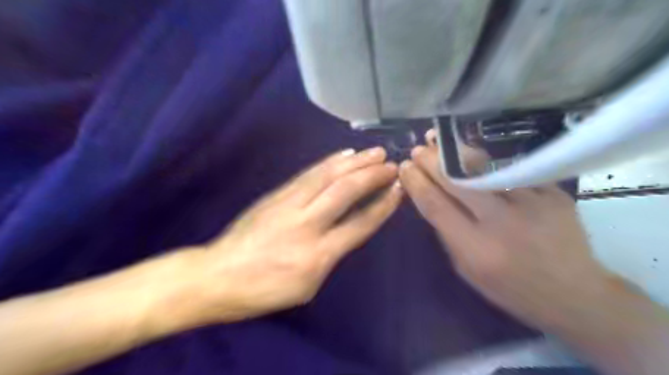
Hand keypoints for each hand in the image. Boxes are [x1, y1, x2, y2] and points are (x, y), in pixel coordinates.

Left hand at [185, 148, 397, 322]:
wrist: (218, 275)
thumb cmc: (265, 290)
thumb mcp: (307, 286)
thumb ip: (331, 255)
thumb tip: (347, 229)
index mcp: (318, 255)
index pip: (360, 224)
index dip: (382, 205)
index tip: (398, 189)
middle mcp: (307, 224)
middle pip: (346, 191)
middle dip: (372, 175)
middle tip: (392, 164)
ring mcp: (289, 204)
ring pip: (327, 176)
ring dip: (354, 162)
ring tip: (375, 152)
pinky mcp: (277, 194)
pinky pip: (308, 174)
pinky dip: (329, 162)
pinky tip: (343, 155)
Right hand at [396, 137, 610, 330]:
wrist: (574, 293)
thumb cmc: (510, 287)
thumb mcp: (466, 269)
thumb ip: (447, 233)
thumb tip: (430, 197)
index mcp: (475, 248)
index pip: (436, 205)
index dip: (416, 183)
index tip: (405, 167)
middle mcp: (501, 222)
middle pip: (456, 181)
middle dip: (431, 161)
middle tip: (418, 150)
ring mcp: (532, 204)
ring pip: (484, 168)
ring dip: (456, 153)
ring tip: (439, 142)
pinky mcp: (553, 193)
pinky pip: (511, 170)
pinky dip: (489, 162)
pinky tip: (476, 156)